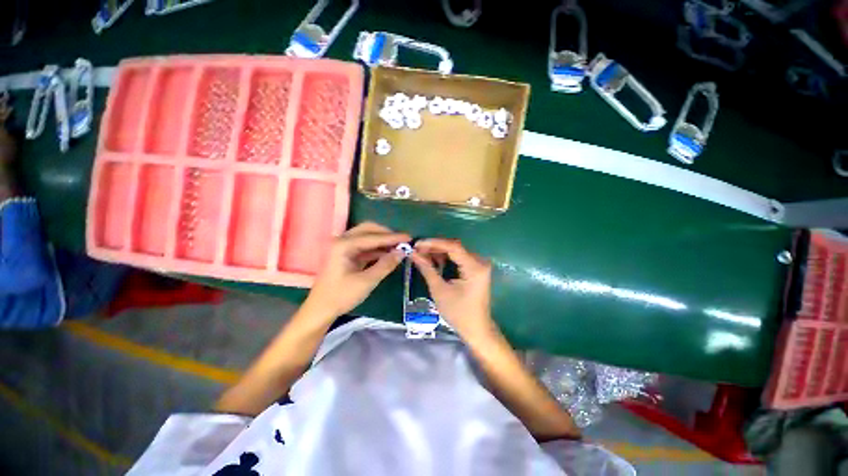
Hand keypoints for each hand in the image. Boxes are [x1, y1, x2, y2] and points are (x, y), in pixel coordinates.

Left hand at [306, 222, 409, 318]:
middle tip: (403, 241)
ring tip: (399, 247)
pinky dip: (377, 249)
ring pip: (367, 237)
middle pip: (368, 230)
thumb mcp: (367, 281)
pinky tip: (388, 254)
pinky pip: (365, 246)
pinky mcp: (346, 254)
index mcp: (344, 245)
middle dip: (386, 234)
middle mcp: (342, 241)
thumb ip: (385, 265)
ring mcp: (343, 247)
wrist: (320, 310)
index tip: (409, 238)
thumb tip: (402, 252)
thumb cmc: (341, 296)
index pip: (373, 237)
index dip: (392, 237)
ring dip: (382, 241)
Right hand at [411, 239, 495, 340]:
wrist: (476, 329)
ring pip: (456, 251)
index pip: (453, 246)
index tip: (417, 244)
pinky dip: (446, 258)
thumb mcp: (440, 291)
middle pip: (454, 247)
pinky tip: (433, 260)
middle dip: (434, 247)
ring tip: (421, 254)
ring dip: (439, 252)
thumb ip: (427, 269)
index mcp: (474, 267)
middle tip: (417, 250)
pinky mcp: (476, 269)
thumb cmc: (458, 313)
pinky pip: (459, 258)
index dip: (433, 243)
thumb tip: (413, 253)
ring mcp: (479, 265)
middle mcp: (480, 261)